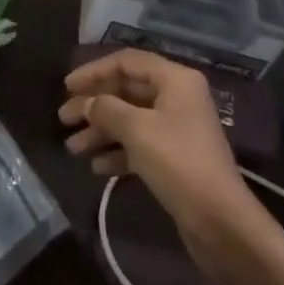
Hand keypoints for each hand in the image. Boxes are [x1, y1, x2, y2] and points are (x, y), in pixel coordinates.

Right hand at [59, 49, 268, 280]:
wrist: (220, 222)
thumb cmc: (178, 162)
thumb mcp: (137, 130)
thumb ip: (106, 109)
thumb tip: (87, 103)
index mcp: (175, 80)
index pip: (127, 62)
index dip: (94, 71)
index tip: (67, 86)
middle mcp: (177, 98)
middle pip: (126, 90)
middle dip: (94, 104)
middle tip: (63, 118)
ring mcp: (177, 129)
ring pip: (130, 120)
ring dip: (101, 131)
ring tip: (72, 147)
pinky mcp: (174, 158)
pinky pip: (139, 145)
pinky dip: (117, 152)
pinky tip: (96, 167)